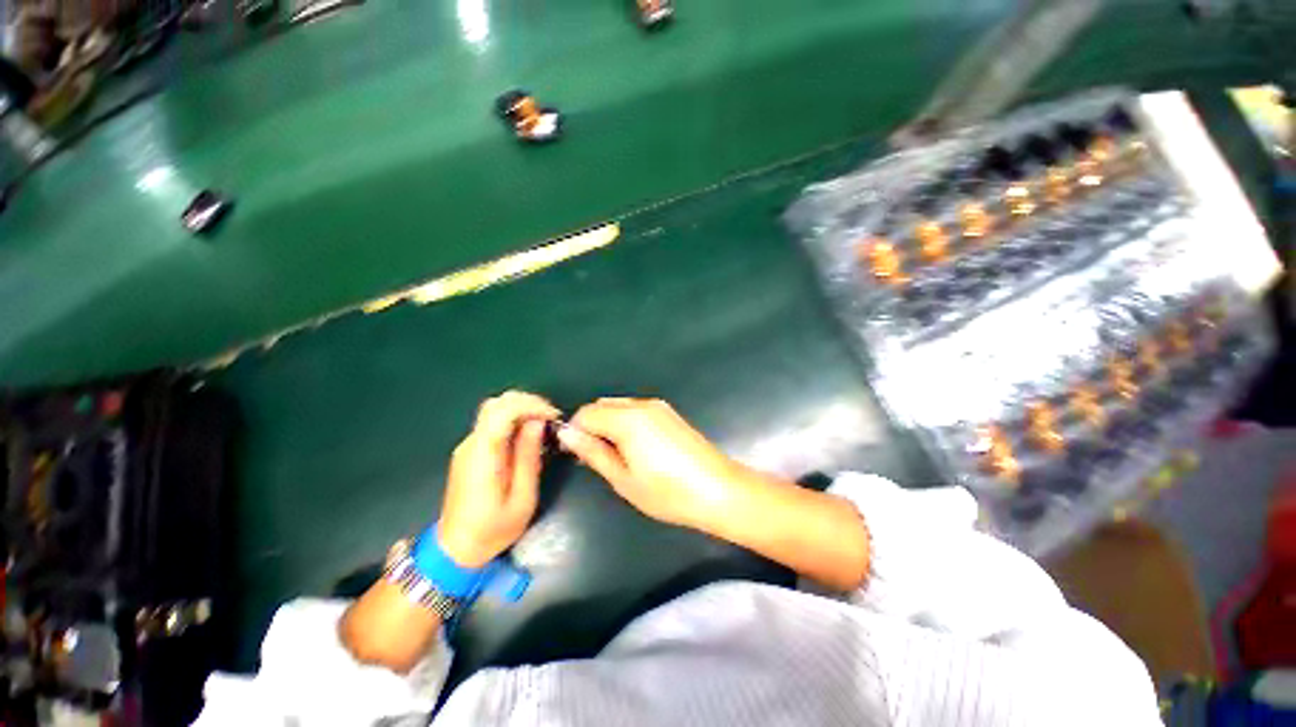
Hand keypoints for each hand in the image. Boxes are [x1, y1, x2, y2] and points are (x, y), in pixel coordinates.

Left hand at [438, 391, 559, 567]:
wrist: (455, 550)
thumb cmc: (493, 529)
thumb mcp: (522, 497)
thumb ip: (529, 456)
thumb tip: (537, 423)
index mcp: (483, 454)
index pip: (503, 410)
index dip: (531, 405)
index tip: (553, 417)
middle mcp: (471, 443)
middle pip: (497, 403)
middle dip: (528, 402)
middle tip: (551, 418)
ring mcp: (468, 446)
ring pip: (494, 410)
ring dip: (522, 409)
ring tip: (544, 425)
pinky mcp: (470, 451)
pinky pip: (493, 424)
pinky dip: (514, 420)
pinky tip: (528, 436)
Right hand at [556, 398, 751, 531]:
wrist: (718, 489)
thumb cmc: (667, 492)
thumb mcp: (623, 478)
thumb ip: (593, 452)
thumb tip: (567, 434)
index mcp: (628, 419)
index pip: (587, 413)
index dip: (575, 431)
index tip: (575, 454)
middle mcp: (642, 404)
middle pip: (603, 405)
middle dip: (592, 426)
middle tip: (595, 458)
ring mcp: (658, 406)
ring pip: (619, 406)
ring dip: (609, 424)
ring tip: (615, 456)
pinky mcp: (669, 413)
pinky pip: (636, 410)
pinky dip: (626, 423)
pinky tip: (635, 448)